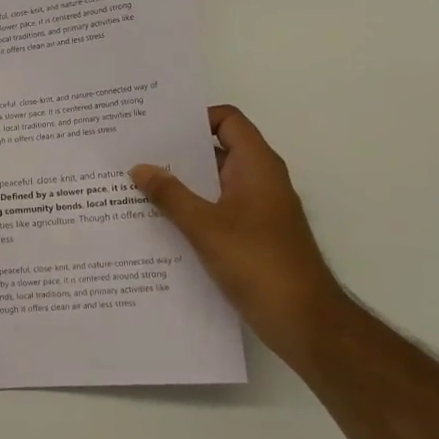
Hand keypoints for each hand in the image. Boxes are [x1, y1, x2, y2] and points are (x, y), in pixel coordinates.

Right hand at [130, 105, 345, 355]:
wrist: (303, 320)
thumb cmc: (258, 263)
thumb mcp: (205, 226)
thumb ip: (170, 195)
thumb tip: (139, 167)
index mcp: (256, 165)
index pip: (227, 120)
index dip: (194, 117)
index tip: (157, 127)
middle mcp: (259, 180)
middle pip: (216, 150)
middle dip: (177, 152)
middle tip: (134, 153)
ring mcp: (256, 209)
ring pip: (213, 184)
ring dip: (180, 184)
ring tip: (136, 186)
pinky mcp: (251, 236)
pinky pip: (215, 210)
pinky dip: (190, 210)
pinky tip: (158, 223)